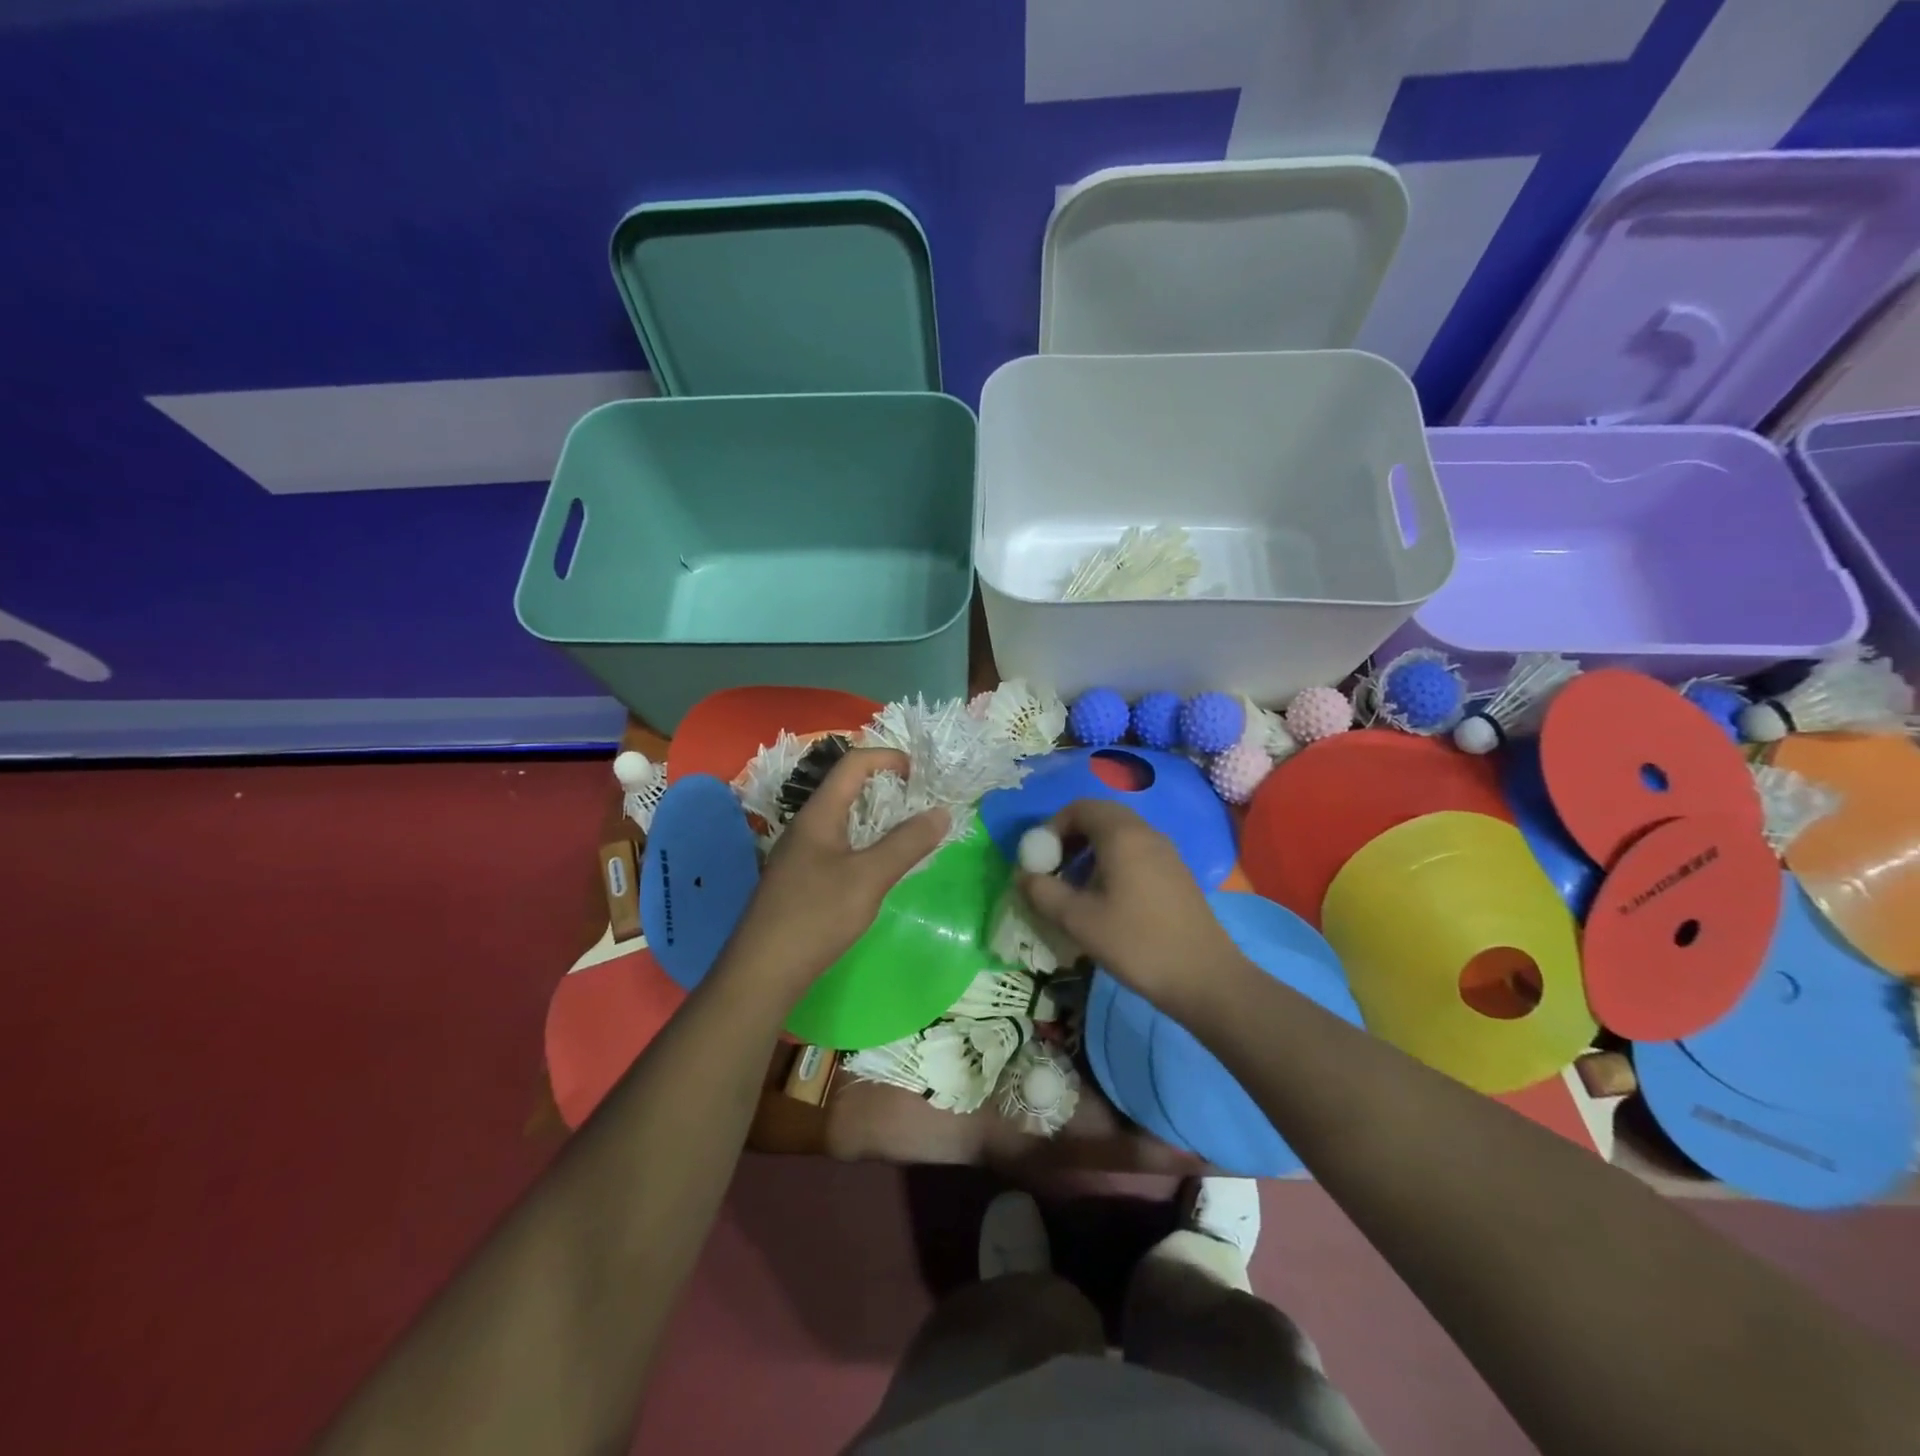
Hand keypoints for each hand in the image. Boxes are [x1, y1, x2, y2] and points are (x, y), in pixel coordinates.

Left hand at [720, 747, 948, 1003]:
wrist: (762, 972)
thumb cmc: (815, 917)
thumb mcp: (869, 878)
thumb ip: (906, 843)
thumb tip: (941, 812)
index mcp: (819, 815)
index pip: (853, 764)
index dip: (887, 757)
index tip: (920, 774)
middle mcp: (806, 826)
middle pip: (846, 787)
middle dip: (885, 786)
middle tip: (919, 801)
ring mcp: (799, 853)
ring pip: (842, 818)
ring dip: (875, 816)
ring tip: (907, 830)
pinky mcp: (799, 879)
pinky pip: (837, 844)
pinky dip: (863, 842)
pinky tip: (878, 866)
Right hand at [1019, 799, 1243, 1017]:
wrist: (1204, 977)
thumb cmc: (1136, 942)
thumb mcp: (1079, 920)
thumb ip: (1043, 892)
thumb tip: (1022, 876)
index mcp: (1122, 834)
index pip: (1079, 808)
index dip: (1052, 827)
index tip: (1039, 859)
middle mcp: (1146, 833)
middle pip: (1100, 817)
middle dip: (1070, 837)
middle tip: (1054, 869)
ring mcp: (1166, 852)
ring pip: (1119, 835)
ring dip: (1090, 851)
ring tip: (1075, 888)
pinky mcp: (1176, 873)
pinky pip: (1136, 851)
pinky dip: (1112, 862)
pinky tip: (1106, 899)